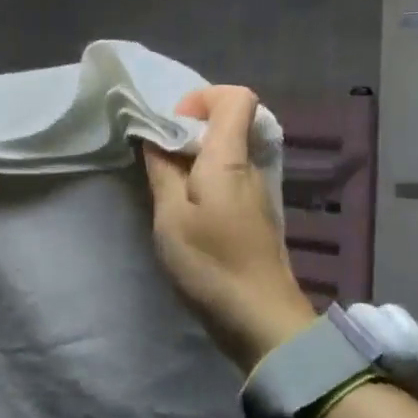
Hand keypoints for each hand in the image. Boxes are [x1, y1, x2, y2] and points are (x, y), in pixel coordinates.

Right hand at [142, 85, 316, 371]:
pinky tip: (187, 217)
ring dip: (194, 163)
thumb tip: (156, 138)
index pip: (236, 97)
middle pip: (229, 125)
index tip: (171, 125)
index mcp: (230, 159)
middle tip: (157, 162)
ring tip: (166, 193)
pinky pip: (229, 182)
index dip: (202, 98)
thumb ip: (162, 171)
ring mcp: (257, 194)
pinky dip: (205, 186)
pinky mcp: (255, 219)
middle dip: (189, 133)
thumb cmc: (211, 263)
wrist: (261, 320)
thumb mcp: (171, 217)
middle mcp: (251, 168)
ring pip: (226, 157)